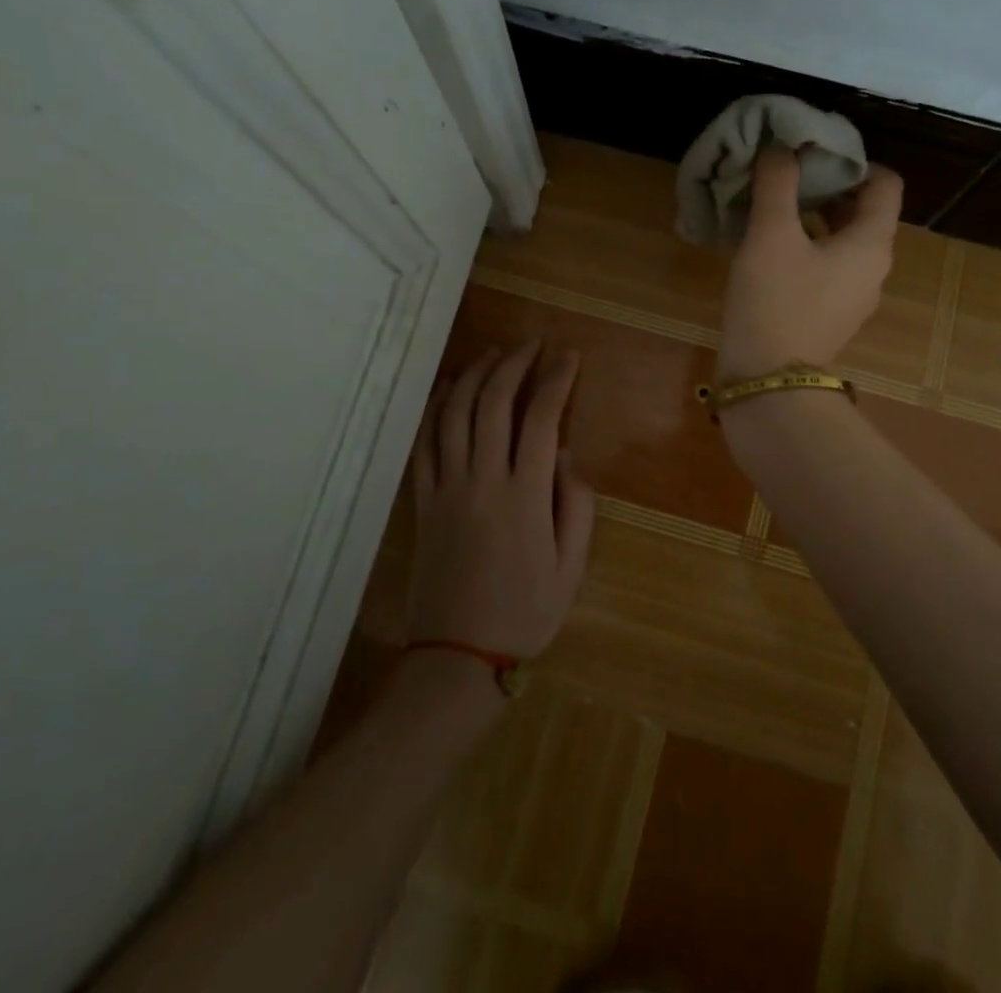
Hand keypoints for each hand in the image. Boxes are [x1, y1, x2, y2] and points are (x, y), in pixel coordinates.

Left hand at [407, 341, 595, 658]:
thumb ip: (577, 506)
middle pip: (494, 403)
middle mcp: (483, 480)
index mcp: (525, 496)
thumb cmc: (525, 613)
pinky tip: (447, 388)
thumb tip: (568, 453)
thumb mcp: (571, 567)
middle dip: (514, 364)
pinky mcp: (423, 501)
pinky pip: (424, 443)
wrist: (457, 657)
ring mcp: (447, 488)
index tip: (568, 356)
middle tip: (532, 343)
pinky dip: (434, 409)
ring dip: (474, 375)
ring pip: (454, 414)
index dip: (556, 380)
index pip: (541, 419)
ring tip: (493, 354)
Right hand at [718, 145, 903, 380]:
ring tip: (774, 207)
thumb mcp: (770, 234)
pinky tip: (769, 249)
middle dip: (829, 186)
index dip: (856, 160)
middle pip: (864, 212)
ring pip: (843, 241)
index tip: (816, 153)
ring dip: (815, 218)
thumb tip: (782, 146)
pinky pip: (827, 268)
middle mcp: (873, 268)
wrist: (768, 381)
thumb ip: (778, 183)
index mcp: (872, 243)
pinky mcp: (830, 315)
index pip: (886, 184)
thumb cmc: (775, 300)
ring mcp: (854, 296)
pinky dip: (807, 249)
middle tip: (788, 174)